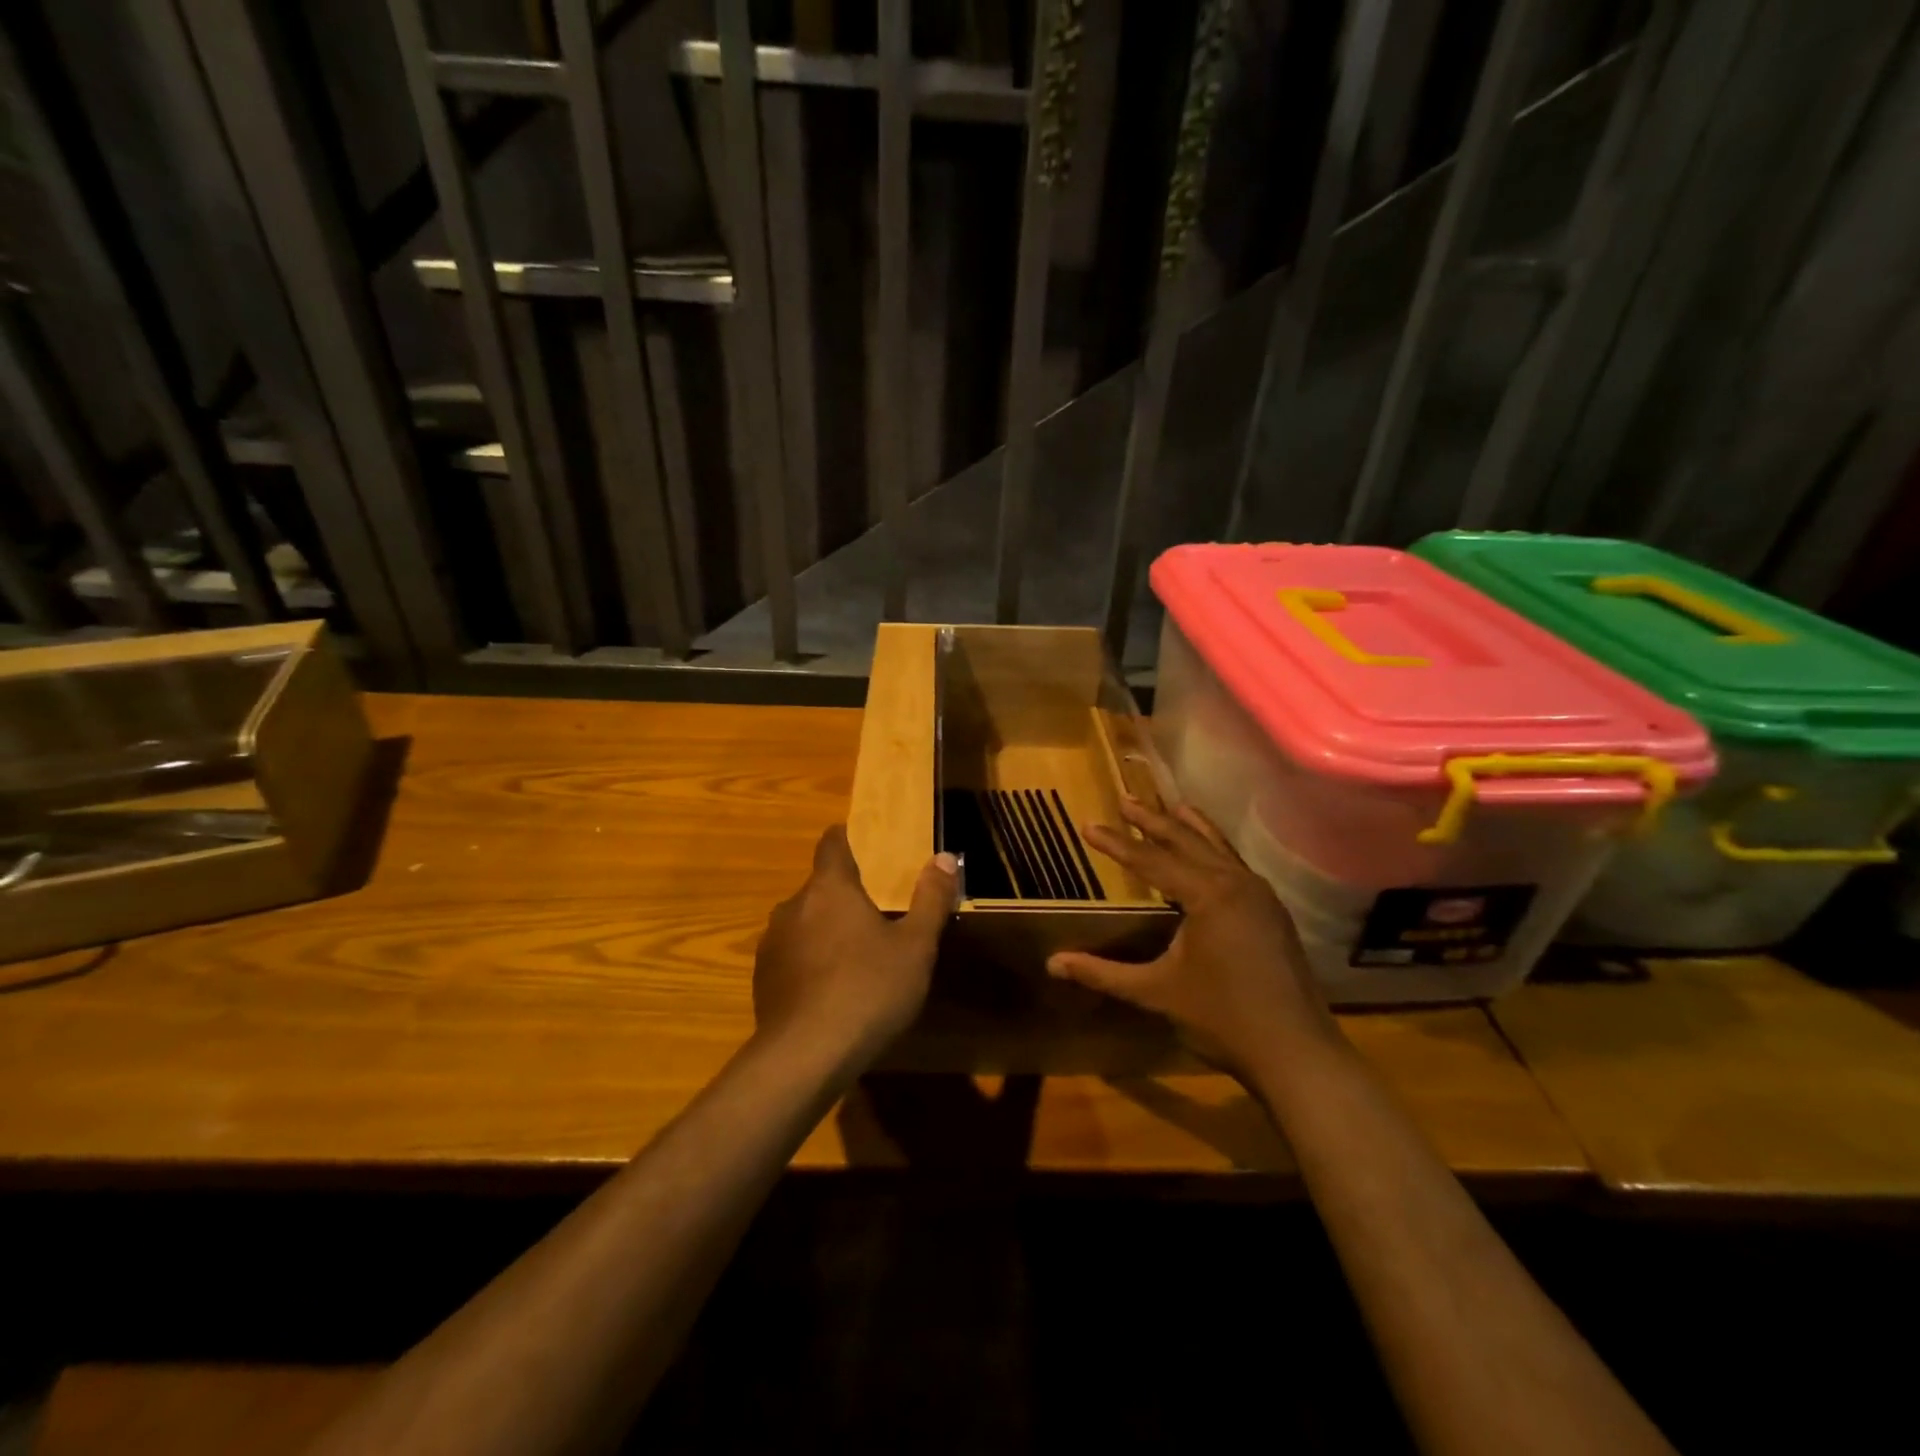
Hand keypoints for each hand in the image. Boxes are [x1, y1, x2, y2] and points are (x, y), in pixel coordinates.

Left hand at [753, 825, 956, 1066]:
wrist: (804, 1057)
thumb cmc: (868, 990)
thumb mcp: (916, 947)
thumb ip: (931, 899)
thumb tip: (945, 857)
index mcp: (830, 888)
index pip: (832, 843)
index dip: (847, 838)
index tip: (866, 845)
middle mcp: (793, 906)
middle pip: (820, 887)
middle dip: (846, 896)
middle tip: (877, 916)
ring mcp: (772, 943)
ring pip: (804, 923)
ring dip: (826, 931)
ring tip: (855, 958)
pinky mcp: (762, 980)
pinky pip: (791, 956)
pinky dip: (810, 962)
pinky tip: (831, 992)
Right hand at [1046, 799, 1339, 1078]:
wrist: (1296, 1054)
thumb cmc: (1222, 1019)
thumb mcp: (1155, 993)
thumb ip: (1103, 973)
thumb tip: (1051, 964)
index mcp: (1208, 895)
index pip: (1151, 860)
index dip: (1116, 844)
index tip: (1087, 825)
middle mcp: (1236, 883)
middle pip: (1187, 842)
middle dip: (1153, 821)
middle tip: (1125, 800)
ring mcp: (1261, 895)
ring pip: (1218, 849)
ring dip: (1190, 828)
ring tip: (1170, 806)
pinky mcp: (1272, 912)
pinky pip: (1236, 866)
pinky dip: (1214, 849)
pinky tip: (1209, 853)